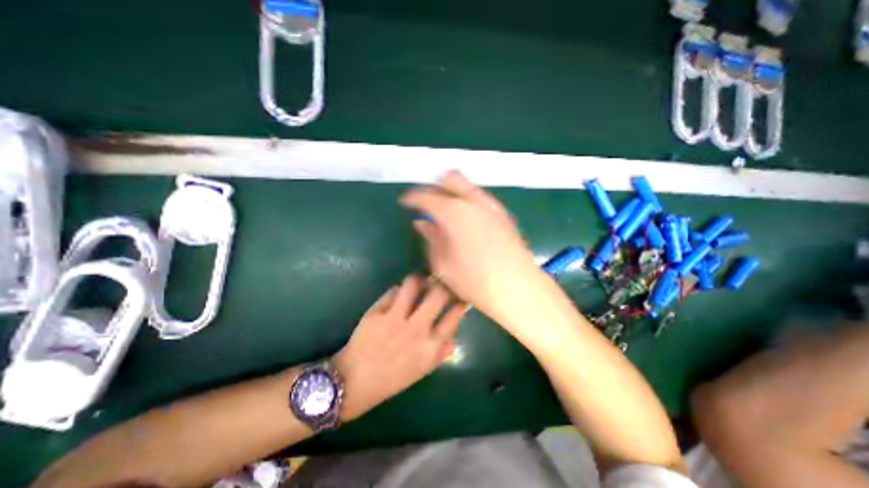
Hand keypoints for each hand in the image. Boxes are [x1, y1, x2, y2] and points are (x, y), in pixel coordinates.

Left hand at [333, 276, 467, 421]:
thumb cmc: (391, 379)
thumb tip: (454, 339)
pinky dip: (399, 289)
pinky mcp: (377, 312)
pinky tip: (399, 293)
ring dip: (418, 280)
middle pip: (438, 294)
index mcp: (430, 346)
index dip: (459, 302)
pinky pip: (393, 291)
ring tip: (419, 282)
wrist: (354, 381)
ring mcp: (395, 318)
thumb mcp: (421, 371)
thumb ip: (440, 354)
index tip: (459, 296)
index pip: (453, 316)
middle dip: (443, 284)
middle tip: (440, 283)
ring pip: (413, 284)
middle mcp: (416, 329)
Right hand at [399, 170, 539, 324]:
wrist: (517, 288)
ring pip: (468, 186)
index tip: (404, 202)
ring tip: (445, 213)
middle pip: (451, 178)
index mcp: (454, 212)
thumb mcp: (442, 263)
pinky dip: (467, 202)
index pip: (427, 196)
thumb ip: (431, 238)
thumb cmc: (474, 280)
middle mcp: (474, 201)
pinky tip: (465, 221)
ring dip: (453, 193)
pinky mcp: (503, 214)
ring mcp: (492, 205)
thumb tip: (422, 223)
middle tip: (427, 203)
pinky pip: (480, 198)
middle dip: (435, 186)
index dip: (412, 198)